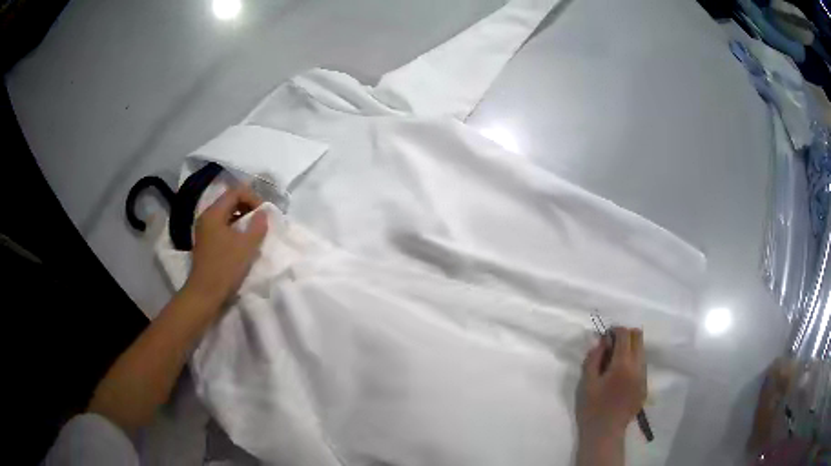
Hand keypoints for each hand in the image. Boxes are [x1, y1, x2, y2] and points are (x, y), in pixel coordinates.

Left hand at [184, 186, 268, 310]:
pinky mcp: (206, 242)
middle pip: (229, 201)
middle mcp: (206, 217)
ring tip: (255, 231)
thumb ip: (258, 225)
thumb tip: (264, 212)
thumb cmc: (225, 267)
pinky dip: (234, 228)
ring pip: (226, 214)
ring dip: (242, 218)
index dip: (253, 197)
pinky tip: (243, 242)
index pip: (235, 191)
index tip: (264, 213)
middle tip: (262, 220)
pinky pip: (222, 226)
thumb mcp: (247, 246)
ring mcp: (204, 230)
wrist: (205, 294)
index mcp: (214, 213)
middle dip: (248, 206)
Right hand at [576, 327, 646, 464]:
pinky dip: (632, 363)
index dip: (614, 331)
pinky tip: (620, 378)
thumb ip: (594, 358)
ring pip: (642, 351)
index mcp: (623, 364)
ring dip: (629, 350)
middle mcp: (638, 367)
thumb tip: (601, 342)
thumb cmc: (592, 408)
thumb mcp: (587, 382)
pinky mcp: (645, 386)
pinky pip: (641, 365)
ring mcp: (644, 377)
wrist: (605, 433)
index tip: (604, 338)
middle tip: (610, 348)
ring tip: (614, 364)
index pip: (625, 335)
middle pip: (638, 337)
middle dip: (625, 336)